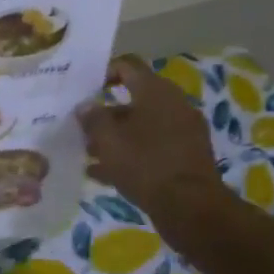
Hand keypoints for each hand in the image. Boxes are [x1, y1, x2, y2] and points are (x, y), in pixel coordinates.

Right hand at [77, 56, 222, 236]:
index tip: (84, 89)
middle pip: (134, 99)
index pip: (128, 66)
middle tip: (82, 127)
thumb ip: (93, 118)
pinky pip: (153, 147)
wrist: (191, 208)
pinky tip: (105, 173)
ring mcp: (184, 131)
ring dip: (116, 137)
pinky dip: (131, 154)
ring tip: (89, 153)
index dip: (104, 72)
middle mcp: (174, 104)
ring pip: (142, 126)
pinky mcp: (187, 157)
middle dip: (106, 113)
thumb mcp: (108, 140)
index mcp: (156, 91)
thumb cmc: (145, 164)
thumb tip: (85, 106)